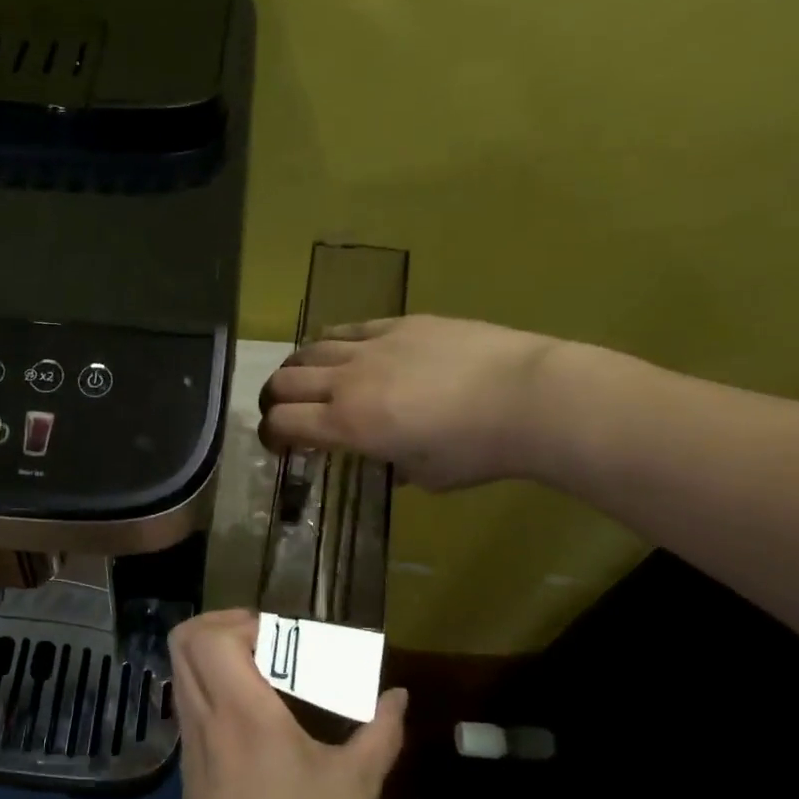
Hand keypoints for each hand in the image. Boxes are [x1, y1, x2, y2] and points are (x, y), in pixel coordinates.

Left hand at [167, 610, 406, 798]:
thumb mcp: (354, 788)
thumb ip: (380, 733)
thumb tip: (397, 697)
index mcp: (244, 714)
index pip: (214, 638)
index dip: (243, 622)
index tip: (281, 637)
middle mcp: (206, 716)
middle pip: (185, 640)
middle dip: (221, 623)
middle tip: (264, 639)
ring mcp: (190, 739)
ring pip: (179, 668)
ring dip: (211, 651)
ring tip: (258, 667)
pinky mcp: (186, 762)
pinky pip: (186, 698)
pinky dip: (208, 681)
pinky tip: (248, 708)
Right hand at [259, 314, 567, 490]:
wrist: (528, 396)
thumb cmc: (476, 450)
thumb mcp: (425, 475)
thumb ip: (392, 464)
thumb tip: (384, 456)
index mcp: (348, 425)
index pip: (283, 422)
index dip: (270, 435)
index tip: (278, 445)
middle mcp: (347, 381)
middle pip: (285, 381)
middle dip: (274, 400)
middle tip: (283, 412)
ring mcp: (372, 346)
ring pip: (311, 349)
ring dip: (298, 368)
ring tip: (306, 379)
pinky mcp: (400, 323)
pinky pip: (349, 328)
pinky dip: (333, 343)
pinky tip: (340, 351)